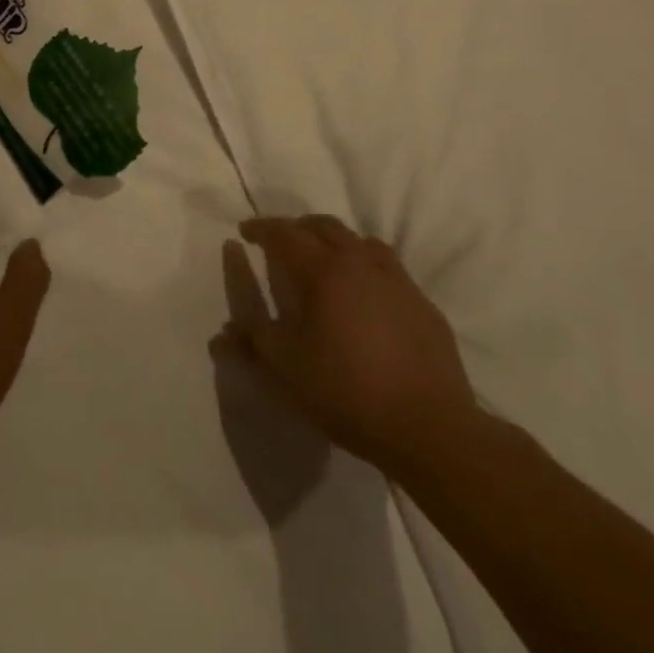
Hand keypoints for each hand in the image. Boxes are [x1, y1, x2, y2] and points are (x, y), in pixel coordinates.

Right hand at [220, 216, 479, 482]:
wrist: (428, 426)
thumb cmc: (348, 391)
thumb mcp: (288, 368)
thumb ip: (255, 340)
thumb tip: (224, 330)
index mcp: (325, 271)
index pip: (286, 234)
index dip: (262, 229)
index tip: (246, 231)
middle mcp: (362, 262)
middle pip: (325, 226)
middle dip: (298, 228)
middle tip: (281, 242)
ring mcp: (397, 279)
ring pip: (360, 242)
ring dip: (335, 243)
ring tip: (324, 263)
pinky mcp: (421, 302)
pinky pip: (387, 268)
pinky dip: (365, 267)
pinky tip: (364, 297)